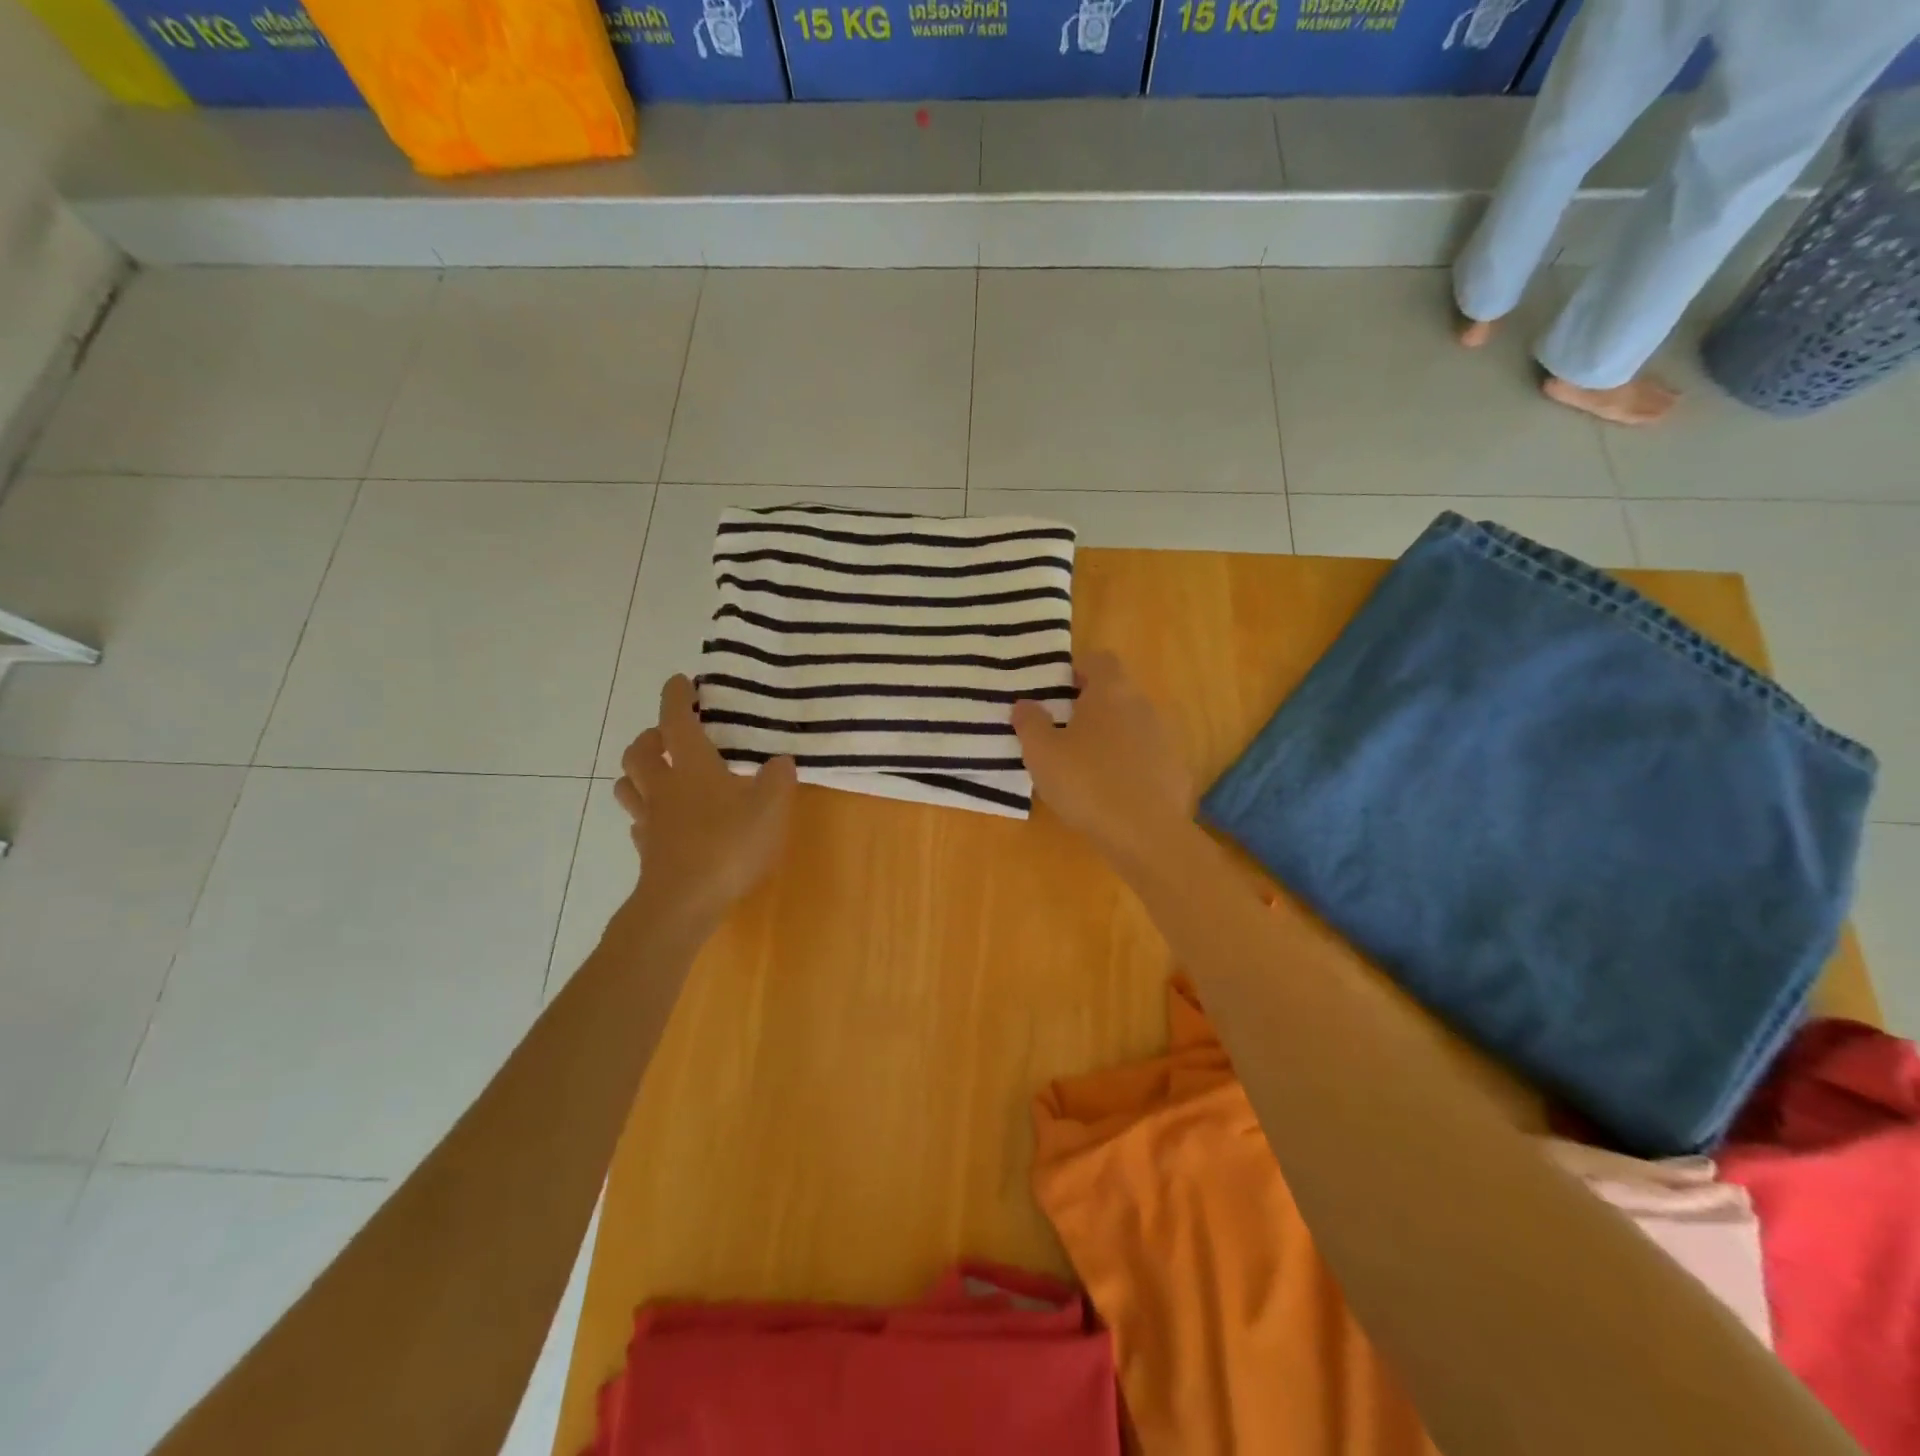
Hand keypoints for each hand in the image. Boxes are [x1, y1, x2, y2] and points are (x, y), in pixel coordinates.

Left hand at [614, 676, 796, 933]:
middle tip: (669, 734)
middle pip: (640, 751)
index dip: (677, 697)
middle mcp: (664, 787)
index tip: (682, 681)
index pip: (676, 720)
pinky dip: (648, 814)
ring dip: (640, 772)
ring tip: (660, 773)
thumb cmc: (727, 846)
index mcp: (692, 767)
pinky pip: (639, 823)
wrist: (683, 903)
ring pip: (629, 785)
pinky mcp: (648, 851)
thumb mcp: (769, 809)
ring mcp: (651, 820)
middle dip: (651, 735)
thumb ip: (777, 781)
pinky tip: (664, 822)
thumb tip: (780, 761)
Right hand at [1012, 650, 1193, 870]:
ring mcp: (1165, 738)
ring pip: (1131, 725)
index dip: (1077, 670)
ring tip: (1085, 767)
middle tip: (1062, 733)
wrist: (1147, 834)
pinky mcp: (1176, 769)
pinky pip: (1147, 757)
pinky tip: (1113, 793)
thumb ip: (1030, 723)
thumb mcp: (1042, 753)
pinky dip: (1129, 766)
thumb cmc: (1087, 783)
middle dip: (1090, 707)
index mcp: (1111, 692)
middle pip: (1116, 692)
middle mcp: (1143, 705)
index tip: (1057, 694)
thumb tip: (1025, 704)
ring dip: (1110, 737)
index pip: (1099, 660)